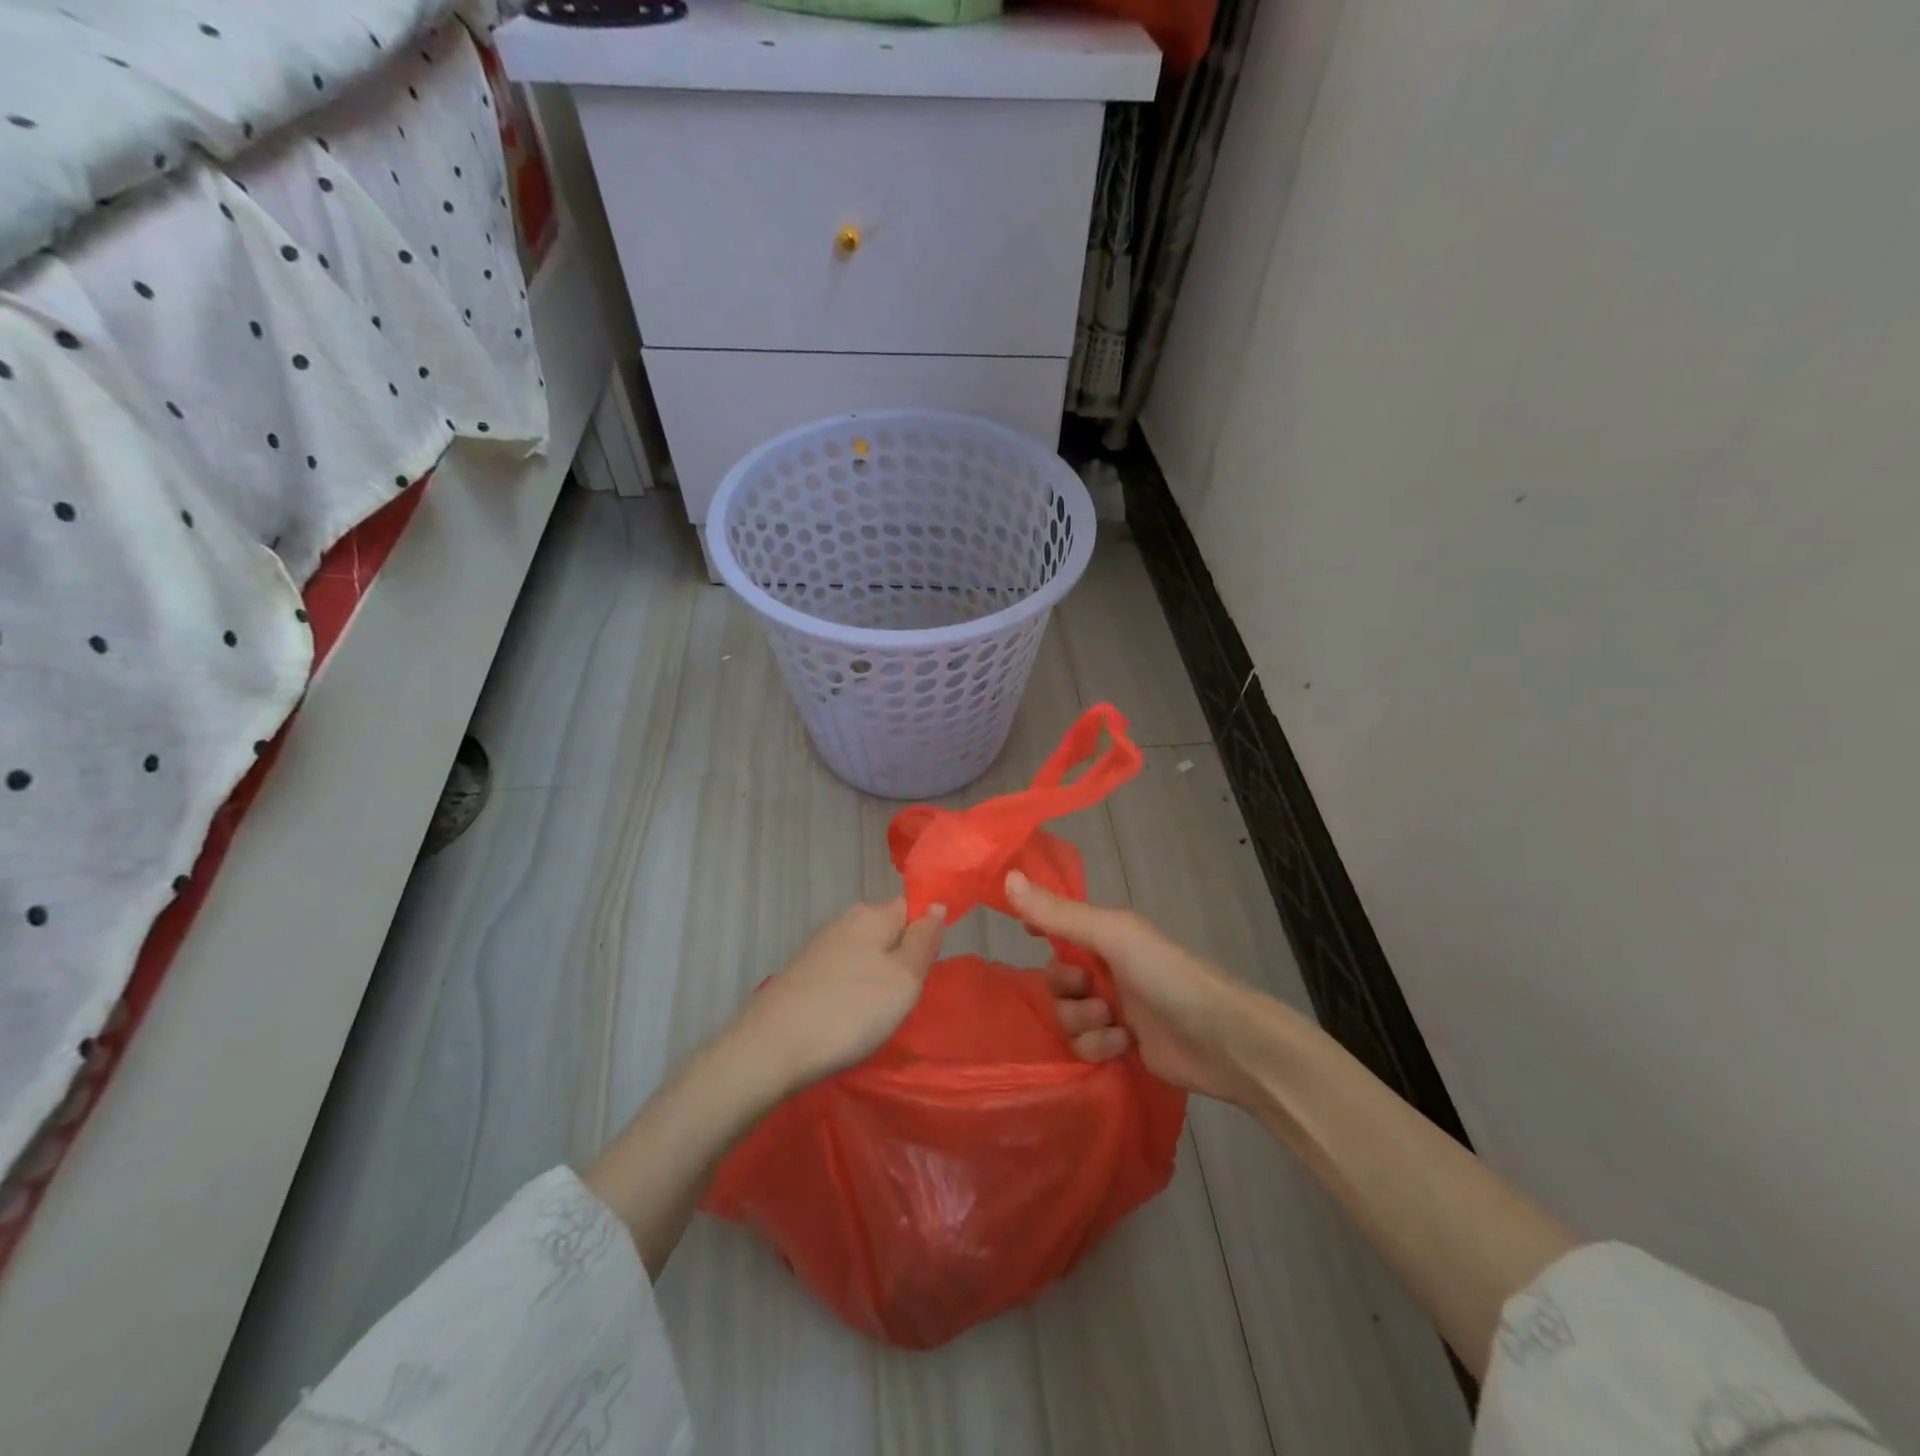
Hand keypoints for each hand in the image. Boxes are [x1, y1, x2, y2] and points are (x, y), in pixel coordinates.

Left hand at [727, 898, 945, 1092]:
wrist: (772, 1048)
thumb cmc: (851, 1011)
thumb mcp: (905, 978)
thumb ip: (924, 940)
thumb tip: (936, 904)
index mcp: (873, 914)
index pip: (912, 906)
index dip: (925, 933)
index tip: (926, 970)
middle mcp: (845, 920)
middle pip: (887, 930)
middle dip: (901, 957)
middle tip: (905, 999)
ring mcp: (819, 946)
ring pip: (864, 953)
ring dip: (875, 977)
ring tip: (876, 1015)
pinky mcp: (801, 973)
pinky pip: (841, 973)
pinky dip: (850, 991)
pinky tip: (847, 1018)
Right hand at [1005, 870, 1264, 1104]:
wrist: (1223, 1041)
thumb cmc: (1167, 974)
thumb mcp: (1112, 935)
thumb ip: (1059, 913)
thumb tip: (1007, 877)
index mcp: (1104, 934)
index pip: (1057, 925)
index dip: (1039, 930)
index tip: (1028, 937)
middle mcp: (1105, 968)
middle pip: (1054, 979)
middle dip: (1066, 989)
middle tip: (1090, 990)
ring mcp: (1112, 1009)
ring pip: (1065, 1016)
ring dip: (1083, 1021)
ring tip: (1114, 1023)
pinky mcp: (1119, 1047)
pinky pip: (1082, 1046)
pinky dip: (1098, 1046)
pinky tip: (1123, 1045)